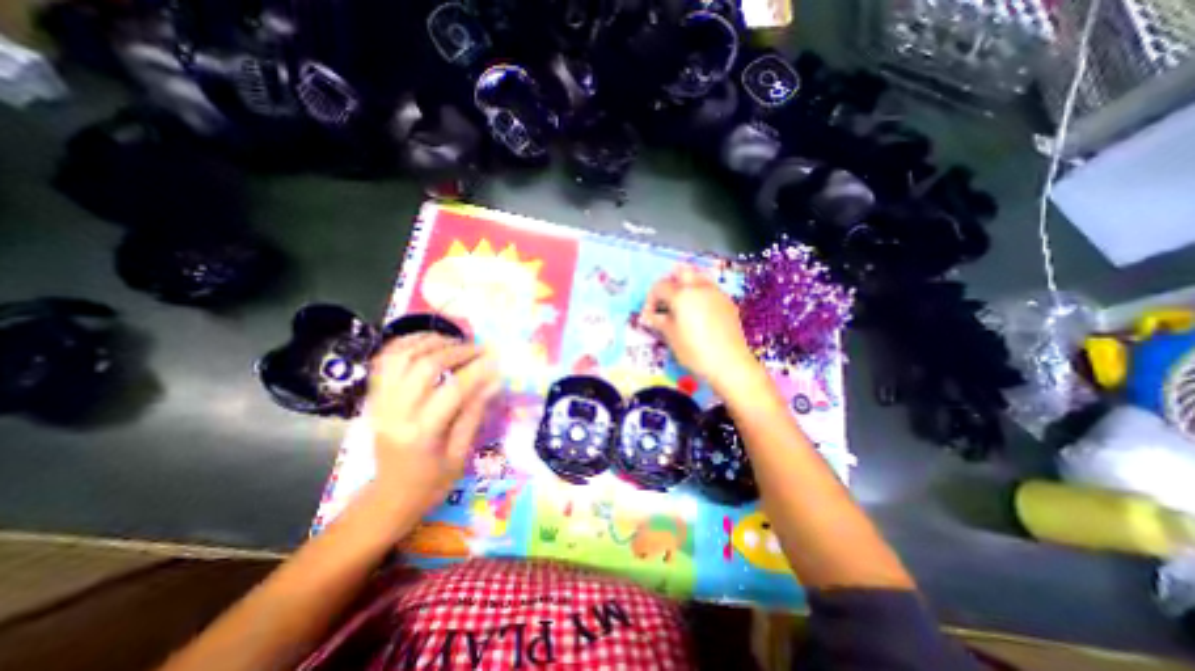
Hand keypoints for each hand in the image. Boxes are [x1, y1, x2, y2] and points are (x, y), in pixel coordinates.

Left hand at [361, 336, 497, 512]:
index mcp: (421, 434)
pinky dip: (407, 343)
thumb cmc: (431, 482)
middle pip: (424, 366)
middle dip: (457, 351)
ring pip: (401, 356)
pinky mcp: (375, 397)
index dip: (477, 371)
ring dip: (431, 342)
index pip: (452, 391)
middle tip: (479, 349)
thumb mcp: (460, 454)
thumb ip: (474, 413)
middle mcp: (395, 413)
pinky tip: (428, 342)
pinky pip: (385, 360)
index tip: (495, 360)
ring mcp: (380, 402)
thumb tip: (494, 381)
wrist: (389, 496)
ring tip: (456, 342)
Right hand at [638, 268, 759, 389]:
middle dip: (670, 282)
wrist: (729, 363)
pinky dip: (701, 293)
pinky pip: (711, 288)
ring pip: (698, 276)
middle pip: (681, 272)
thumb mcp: (670, 336)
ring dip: (687, 284)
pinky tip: (699, 311)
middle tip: (665, 300)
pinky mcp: (728, 302)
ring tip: (682, 303)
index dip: (650, 300)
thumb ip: (659, 321)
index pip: (660, 287)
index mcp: (681, 294)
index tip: (650, 316)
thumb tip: (651, 316)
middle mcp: (699, 287)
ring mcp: (716, 293)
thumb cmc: (694, 351)